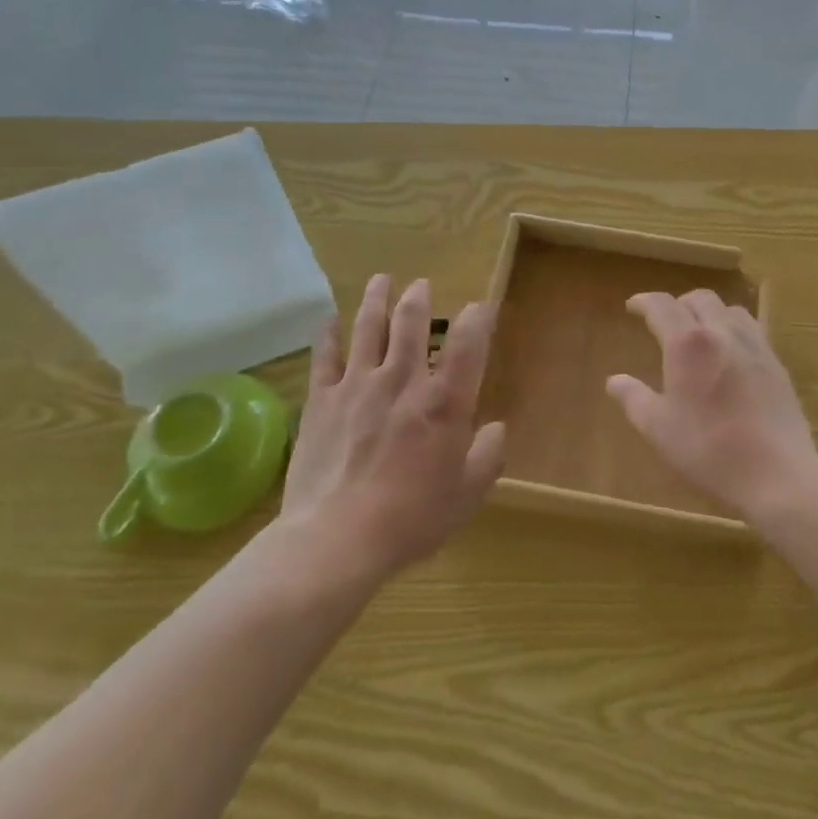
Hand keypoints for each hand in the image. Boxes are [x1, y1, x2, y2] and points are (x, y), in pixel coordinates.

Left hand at [278, 274, 506, 577]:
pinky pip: (324, 356)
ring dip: (377, 298)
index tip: (482, 306)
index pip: (469, 342)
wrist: (336, 539)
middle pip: (411, 321)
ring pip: (368, 326)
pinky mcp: (321, 399)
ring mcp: (358, 384)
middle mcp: (403, 379)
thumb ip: (488, 455)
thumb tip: (495, 429)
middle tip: (421, 285)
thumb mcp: (467, 494)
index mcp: (444, 400)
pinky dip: (327, 334)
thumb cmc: (411, 518)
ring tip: (382, 279)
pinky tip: (329, 320)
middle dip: (419, 297)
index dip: (479, 317)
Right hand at [606, 289, 817, 521]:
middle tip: (666, 323)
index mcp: (688, 343)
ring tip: (700, 333)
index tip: (632, 306)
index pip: (662, 306)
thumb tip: (614, 381)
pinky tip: (731, 355)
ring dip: (709, 313)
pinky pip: (752, 329)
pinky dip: (733, 329)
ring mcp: (754, 345)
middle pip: (699, 299)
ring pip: (729, 309)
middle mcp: (722, 332)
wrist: (777, 473)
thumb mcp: (659, 428)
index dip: (644, 301)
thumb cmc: (709, 449)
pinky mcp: (776, 363)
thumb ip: (634, 399)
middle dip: (678, 304)